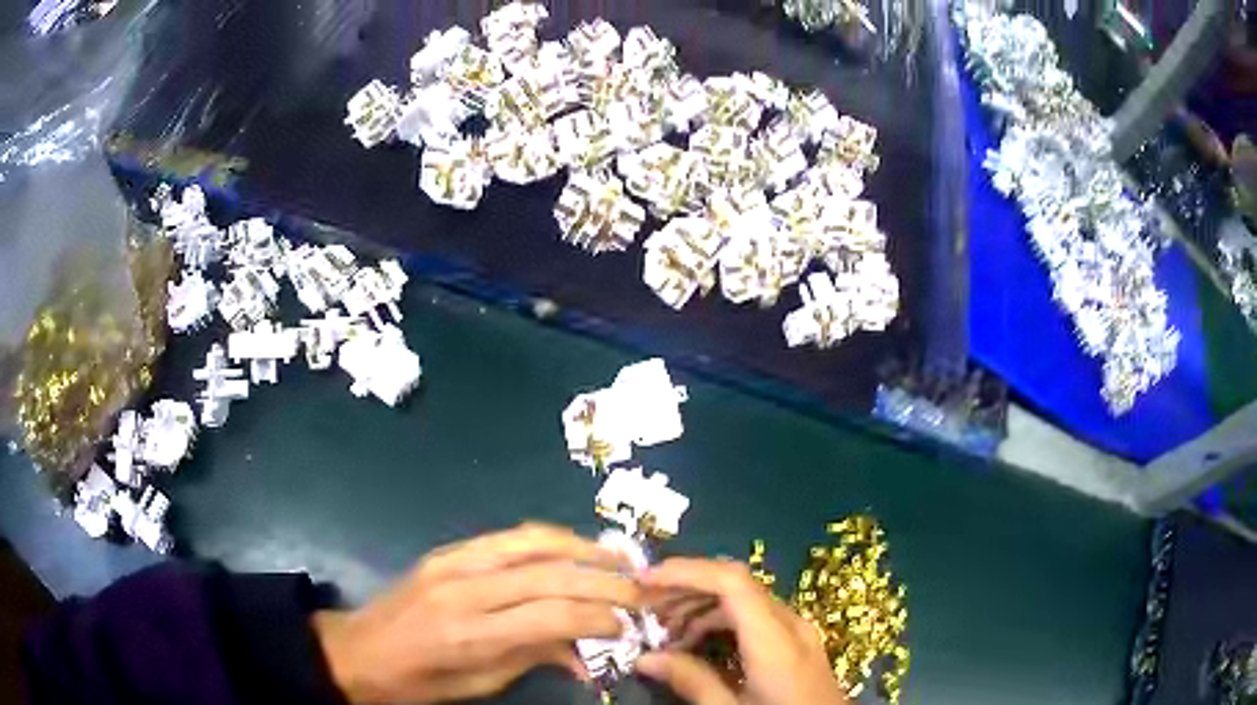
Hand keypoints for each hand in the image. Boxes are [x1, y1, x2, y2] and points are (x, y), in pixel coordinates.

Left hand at [312, 523, 640, 702]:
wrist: (358, 650)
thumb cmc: (419, 681)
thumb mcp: (480, 684)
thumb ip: (534, 658)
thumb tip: (587, 653)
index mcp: (470, 633)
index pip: (553, 616)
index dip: (600, 619)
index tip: (628, 627)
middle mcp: (465, 588)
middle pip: (550, 573)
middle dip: (604, 581)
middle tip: (639, 591)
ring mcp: (453, 562)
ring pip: (531, 540)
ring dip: (582, 547)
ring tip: (617, 559)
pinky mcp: (446, 550)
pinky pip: (507, 537)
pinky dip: (548, 540)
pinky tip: (571, 550)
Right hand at [637, 558, 846, 704]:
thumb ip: (691, 682)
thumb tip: (645, 657)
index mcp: (776, 640)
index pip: (732, 581)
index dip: (685, 571)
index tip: (643, 581)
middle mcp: (791, 625)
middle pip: (736, 585)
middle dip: (685, 588)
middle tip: (643, 609)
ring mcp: (798, 632)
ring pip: (744, 600)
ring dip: (700, 606)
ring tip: (664, 632)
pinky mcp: (798, 644)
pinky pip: (755, 618)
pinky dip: (720, 621)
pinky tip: (696, 645)